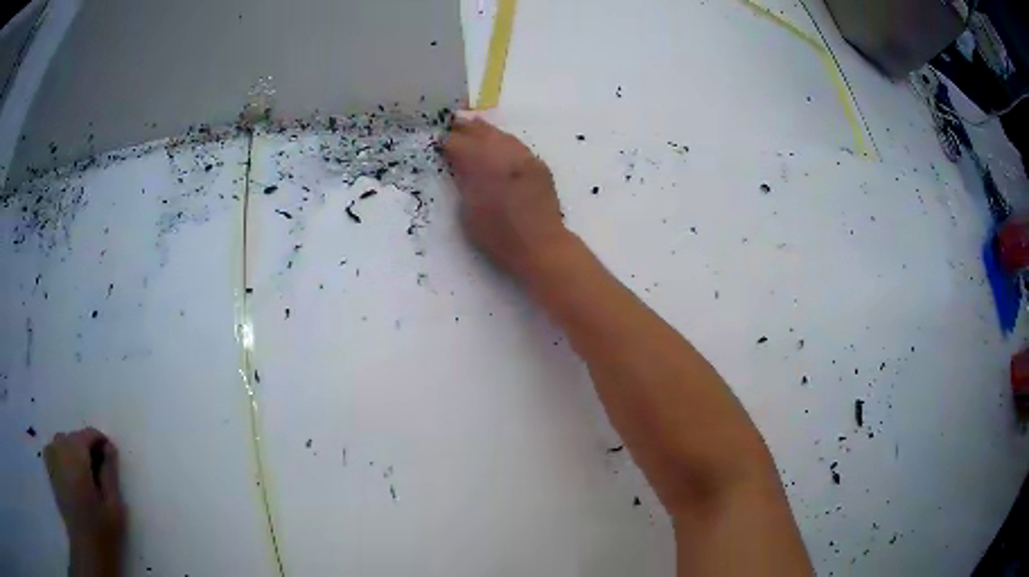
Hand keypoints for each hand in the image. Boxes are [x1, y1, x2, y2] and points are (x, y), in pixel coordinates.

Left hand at [45, 428, 124, 575]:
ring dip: (75, 451)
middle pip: (75, 437)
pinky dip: (63, 454)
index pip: (89, 434)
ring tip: (86, 475)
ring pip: (64, 441)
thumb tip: (110, 447)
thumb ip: (110, 473)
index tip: (112, 461)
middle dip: (88, 449)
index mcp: (76, 454)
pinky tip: (71, 473)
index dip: (102, 443)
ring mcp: (51, 456)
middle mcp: (60, 448)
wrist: (86, 548)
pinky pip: (54, 448)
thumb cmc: (102, 530)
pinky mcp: (49, 467)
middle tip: (101, 474)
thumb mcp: (114, 505)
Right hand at [441, 117, 570, 279]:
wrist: (540, 245)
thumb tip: (459, 164)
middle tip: (453, 123)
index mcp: (482, 165)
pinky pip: (516, 145)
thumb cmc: (497, 236)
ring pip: (500, 135)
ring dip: (485, 131)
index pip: (458, 144)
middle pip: (480, 132)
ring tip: (473, 125)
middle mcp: (503, 154)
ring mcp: (524, 157)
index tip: (438, 140)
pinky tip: (498, 144)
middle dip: (465, 128)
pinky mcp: (538, 164)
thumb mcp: (468, 210)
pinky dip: (503, 142)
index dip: (446, 141)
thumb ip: (463, 181)